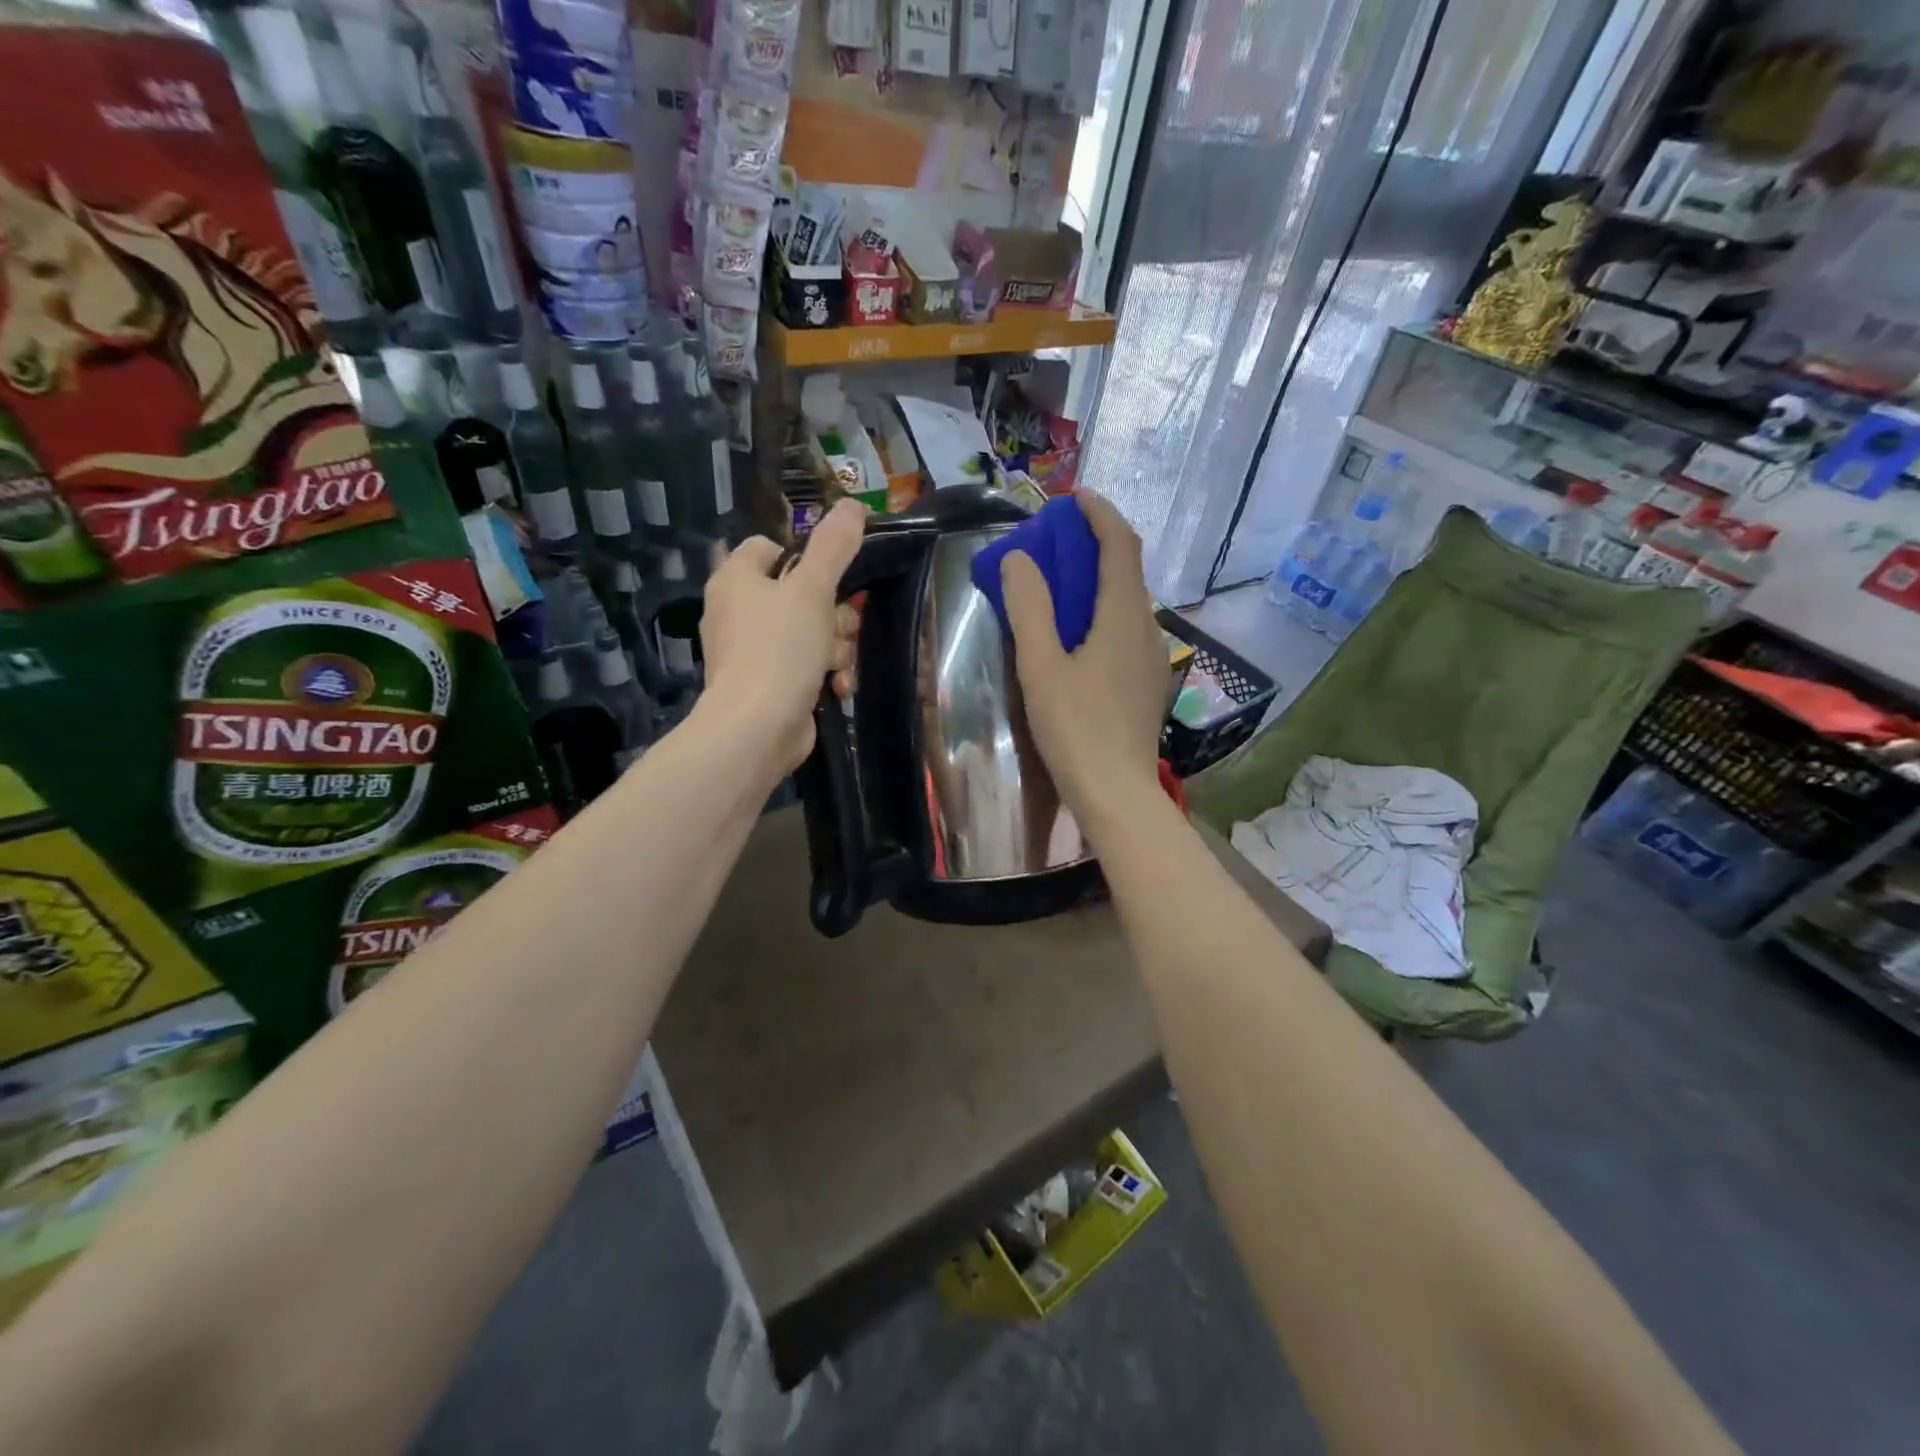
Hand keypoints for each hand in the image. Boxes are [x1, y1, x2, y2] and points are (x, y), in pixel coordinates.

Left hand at [699, 499, 866, 772]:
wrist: (756, 728)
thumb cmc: (780, 649)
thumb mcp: (813, 589)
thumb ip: (834, 546)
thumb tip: (852, 504)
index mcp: (736, 579)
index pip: (771, 548)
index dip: (806, 557)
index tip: (834, 575)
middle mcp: (738, 611)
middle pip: (800, 594)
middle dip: (834, 614)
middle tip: (842, 628)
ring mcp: (751, 651)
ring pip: (810, 633)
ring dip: (835, 647)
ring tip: (836, 665)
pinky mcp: (767, 685)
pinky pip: (804, 666)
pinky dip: (823, 674)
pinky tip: (837, 687)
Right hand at [1000, 491, 1167, 833]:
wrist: (1116, 794)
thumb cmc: (1075, 729)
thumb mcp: (1041, 666)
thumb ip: (1029, 608)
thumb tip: (1018, 560)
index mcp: (1123, 616)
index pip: (1121, 545)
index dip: (1101, 514)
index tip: (1074, 497)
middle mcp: (1147, 628)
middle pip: (1126, 570)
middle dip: (1094, 545)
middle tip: (1054, 542)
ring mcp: (1152, 657)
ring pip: (1126, 602)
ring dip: (1096, 581)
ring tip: (1058, 584)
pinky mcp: (1147, 681)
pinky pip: (1125, 628)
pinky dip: (1101, 611)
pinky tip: (1076, 633)